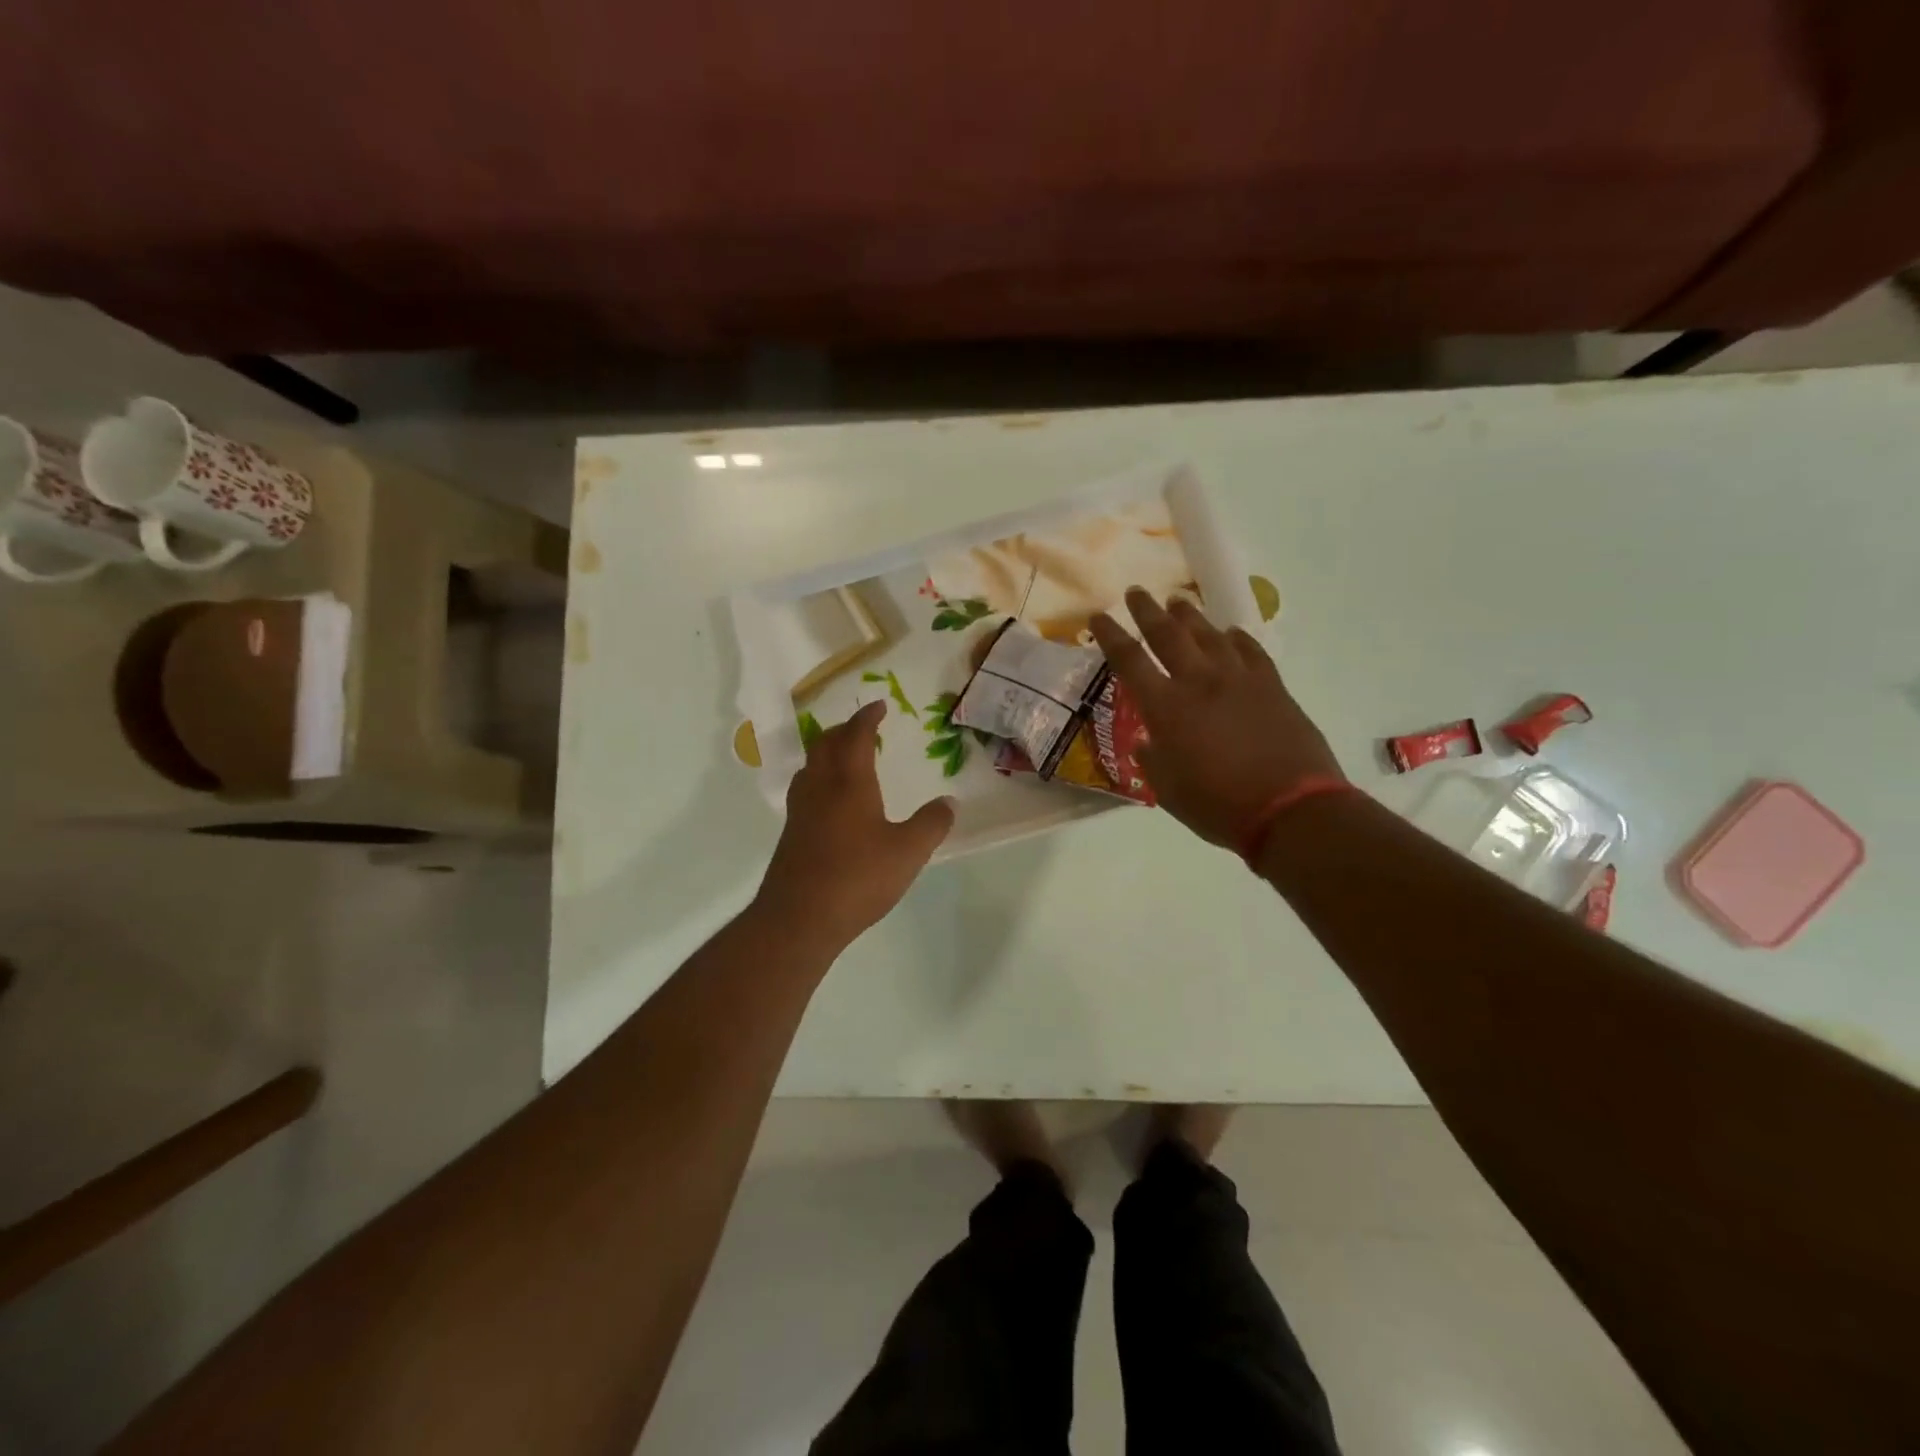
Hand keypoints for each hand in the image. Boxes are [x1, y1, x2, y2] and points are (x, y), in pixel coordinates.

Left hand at [755, 701, 954, 950]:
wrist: (799, 918)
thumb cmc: (857, 878)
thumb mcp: (908, 852)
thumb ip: (931, 824)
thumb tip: (949, 802)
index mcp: (849, 782)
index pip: (856, 736)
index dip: (867, 718)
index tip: (879, 706)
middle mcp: (820, 788)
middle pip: (825, 744)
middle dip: (844, 730)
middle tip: (863, 728)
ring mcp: (800, 811)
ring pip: (810, 766)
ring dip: (827, 752)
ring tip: (845, 758)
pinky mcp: (791, 834)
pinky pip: (805, 790)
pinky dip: (819, 779)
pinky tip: (831, 802)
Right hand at [1090, 588, 1343, 849]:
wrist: (1291, 809)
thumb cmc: (1218, 806)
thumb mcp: (1168, 790)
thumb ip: (1152, 759)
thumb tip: (1147, 741)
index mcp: (1166, 707)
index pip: (1129, 660)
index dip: (1111, 635)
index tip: (1099, 616)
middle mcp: (1199, 681)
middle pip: (1168, 633)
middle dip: (1147, 610)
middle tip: (1136, 592)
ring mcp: (1239, 679)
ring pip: (1209, 634)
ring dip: (1190, 616)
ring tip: (1178, 602)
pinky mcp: (1272, 686)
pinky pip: (1250, 650)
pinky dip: (1236, 638)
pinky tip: (1230, 633)